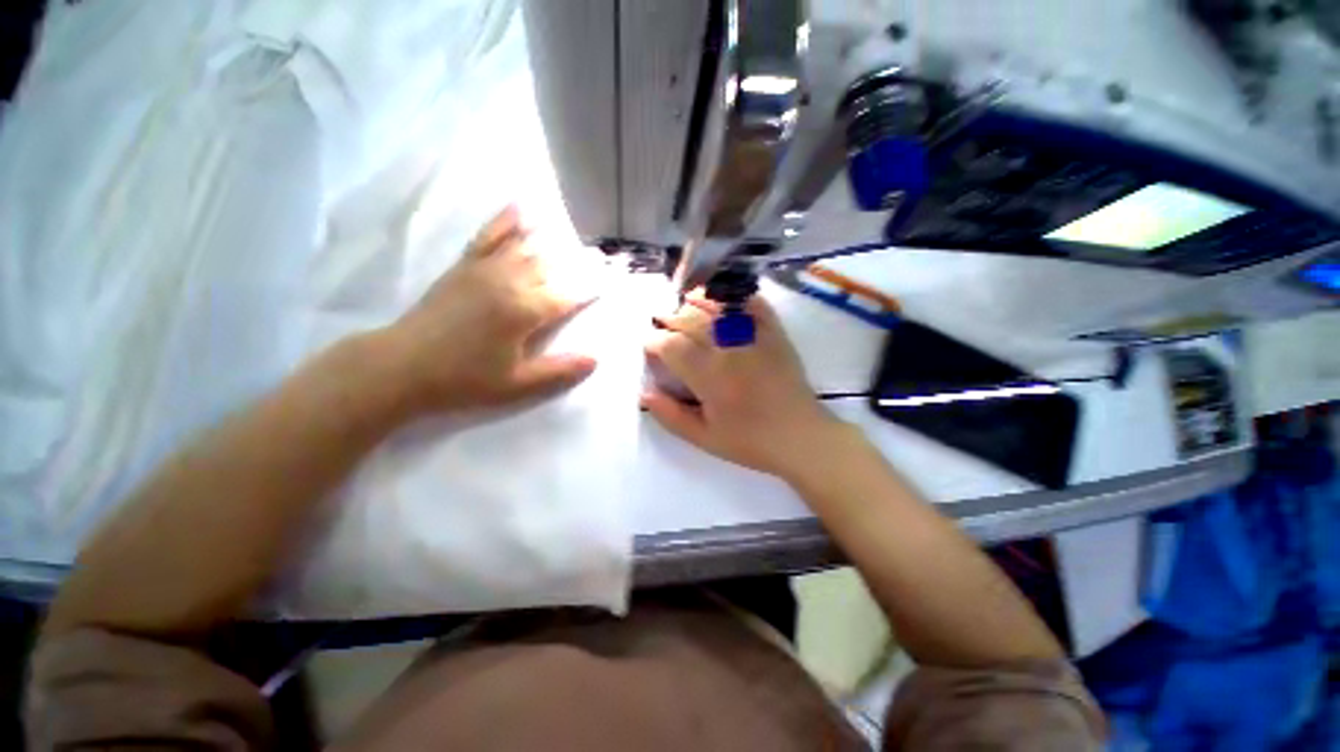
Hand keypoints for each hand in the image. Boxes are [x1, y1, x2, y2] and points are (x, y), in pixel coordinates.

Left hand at [378, 206, 596, 413]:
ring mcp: (485, 270)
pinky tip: (520, 207)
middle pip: (552, 266)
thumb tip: (596, 359)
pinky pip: (488, 236)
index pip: (569, 295)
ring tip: (574, 236)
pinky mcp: (464, 266)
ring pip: (526, 247)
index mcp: (525, 312)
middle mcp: (510, 283)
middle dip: (579, 262)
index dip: (591, 288)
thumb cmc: (464, 379)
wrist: (402, 366)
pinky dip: (505, 221)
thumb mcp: (517, 385)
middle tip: (601, 258)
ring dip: (552, 240)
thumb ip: (559, 370)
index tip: (612, 280)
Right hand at [642, 293, 852, 479]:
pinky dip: (734, 296)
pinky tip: (722, 297)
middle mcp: (729, 350)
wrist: (800, 437)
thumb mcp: (704, 438)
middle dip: (670, 319)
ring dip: (697, 301)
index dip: (654, 342)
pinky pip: (752, 304)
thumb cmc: (750, 441)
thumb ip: (671, 416)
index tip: (650, 345)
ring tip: (685, 301)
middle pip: (691, 321)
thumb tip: (645, 394)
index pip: (672, 346)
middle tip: (663, 323)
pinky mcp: (774, 333)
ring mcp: (754, 338)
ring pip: (717, 307)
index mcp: (709, 377)